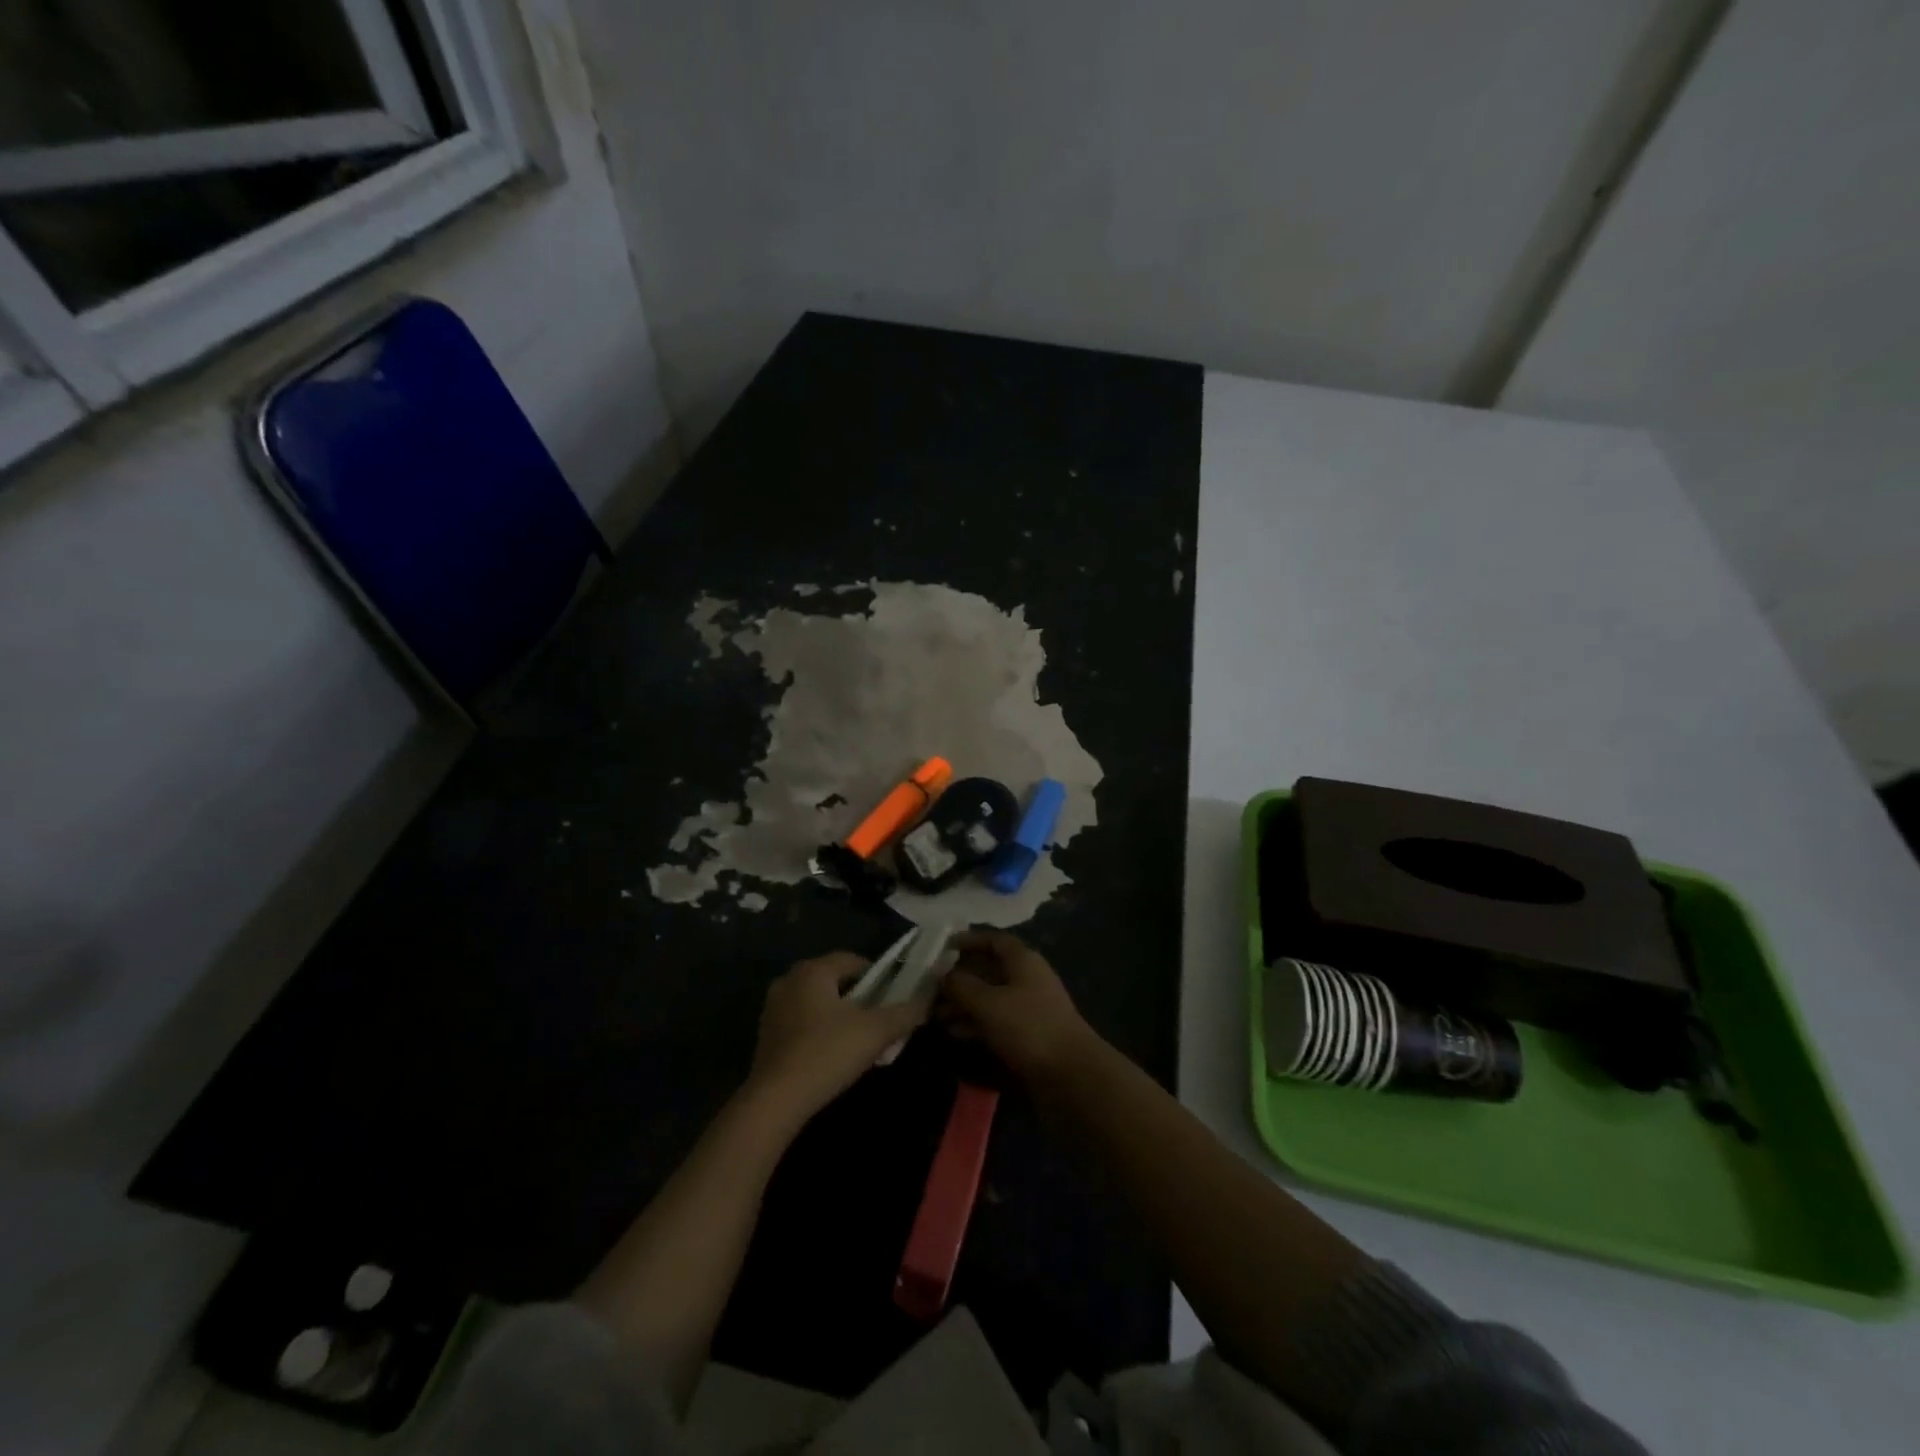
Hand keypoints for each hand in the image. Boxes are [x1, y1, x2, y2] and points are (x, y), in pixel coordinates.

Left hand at [744, 952, 931, 1123]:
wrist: (775, 1101)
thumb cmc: (827, 1053)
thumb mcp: (876, 1032)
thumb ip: (906, 1013)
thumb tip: (927, 1002)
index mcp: (813, 970)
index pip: (853, 960)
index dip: (878, 977)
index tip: (893, 999)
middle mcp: (789, 980)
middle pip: (835, 981)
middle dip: (859, 998)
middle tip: (878, 1021)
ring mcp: (773, 1008)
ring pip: (818, 1003)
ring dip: (839, 1016)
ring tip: (858, 1042)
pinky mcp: (766, 1035)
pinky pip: (801, 1022)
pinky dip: (819, 1032)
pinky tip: (831, 1056)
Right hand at [939, 930, 1095, 1081]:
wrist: (1070, 1075)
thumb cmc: (1027, 1027)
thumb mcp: (988, 1003)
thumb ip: (961, 986)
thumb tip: (943, 974)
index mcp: (1023, 960)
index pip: (994, 940)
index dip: (969, 940)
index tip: (943, 948)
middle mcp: (1027, 978)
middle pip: (989, 969)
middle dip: (960, 978)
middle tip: (931, 988)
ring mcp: (1029, 1007)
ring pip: (990, 997)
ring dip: (964, 1003)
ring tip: (935, 1015)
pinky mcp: (1028, 1034)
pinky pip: (996, 1020)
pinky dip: (975, 1022)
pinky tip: (954, 1032)